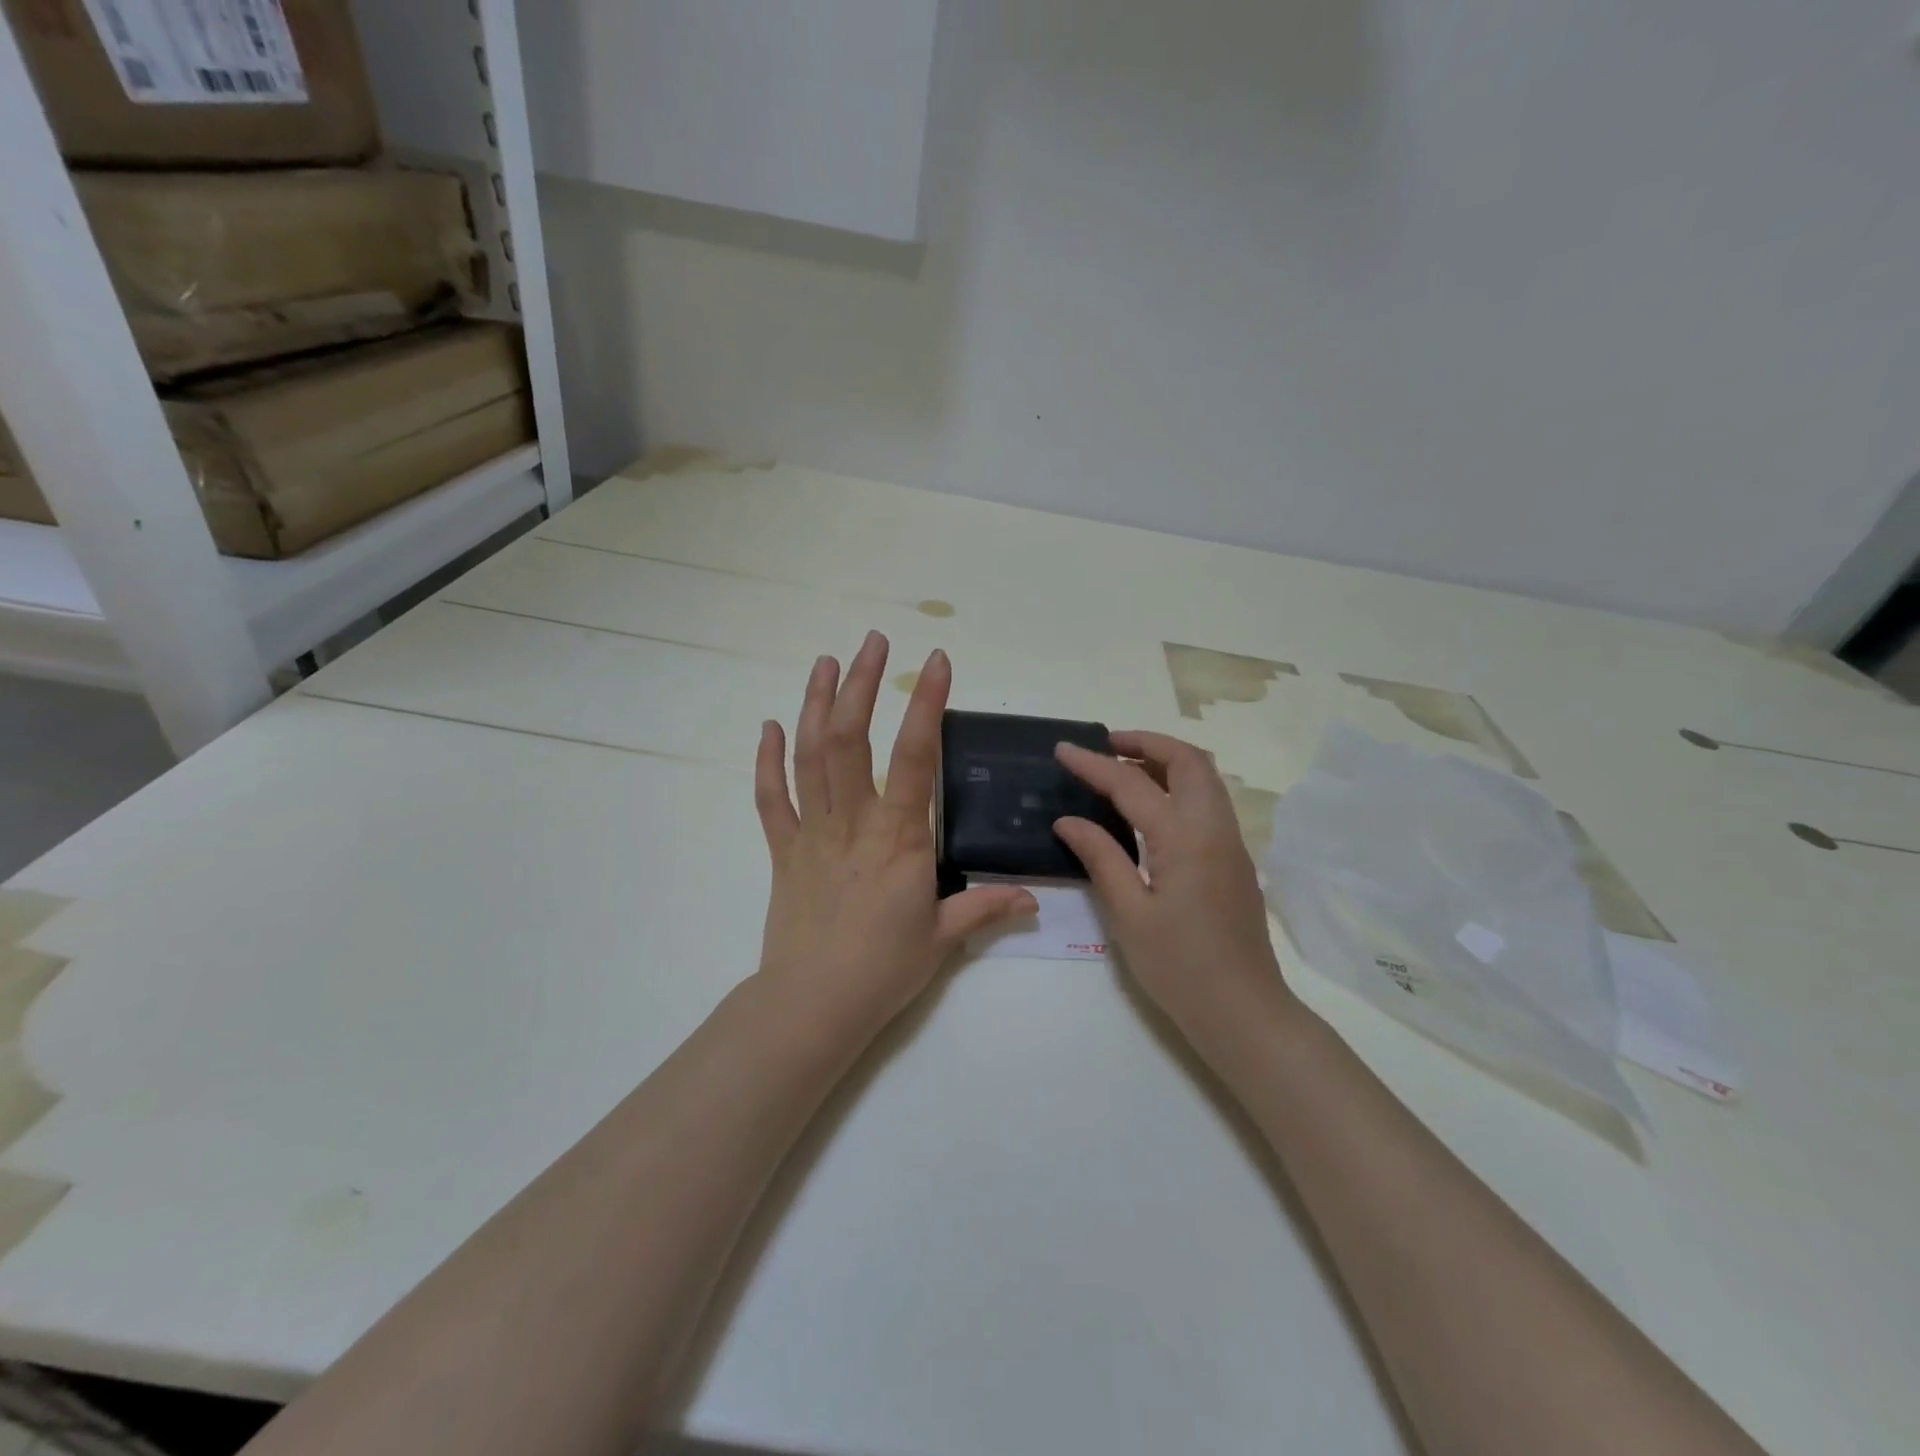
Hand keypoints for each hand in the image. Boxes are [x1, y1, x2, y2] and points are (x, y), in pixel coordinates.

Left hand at [754, 632, 1036, 1030]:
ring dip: (815, 704)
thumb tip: (1033, 900)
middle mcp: (853, 822)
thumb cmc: (884, 969)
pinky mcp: (783, 850)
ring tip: (824, 662)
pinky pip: (771, 798)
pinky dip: (767, 760)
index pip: (915, 756)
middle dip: (860, 684)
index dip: (925, 703)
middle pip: (850, 738)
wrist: (813, 1005)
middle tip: (871, 642)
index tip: (934, 661)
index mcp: (899, 838)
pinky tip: (770, 726)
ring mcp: (812, 832)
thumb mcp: (943, 938)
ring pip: (808, 756)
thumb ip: (986, 908)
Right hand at [1054, 732, 1298, 1045]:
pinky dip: (1178, 785)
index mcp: (1185, 838)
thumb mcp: (1129, 914)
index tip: (1063, 749)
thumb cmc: (1180, 967)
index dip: (1094, 763)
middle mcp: (1214, 828)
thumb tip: (1068, 820)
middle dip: (1145, 742)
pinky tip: (1149, 808)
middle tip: (1105, 747)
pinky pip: (1208, 801)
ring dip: (1165, 761)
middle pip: (1188, 760)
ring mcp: (1231, 843)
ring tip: (1122, 770)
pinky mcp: (1235, 860)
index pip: (1132, 784)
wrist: (1244, 1012)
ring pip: (1204, 778)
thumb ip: (1100, 857)